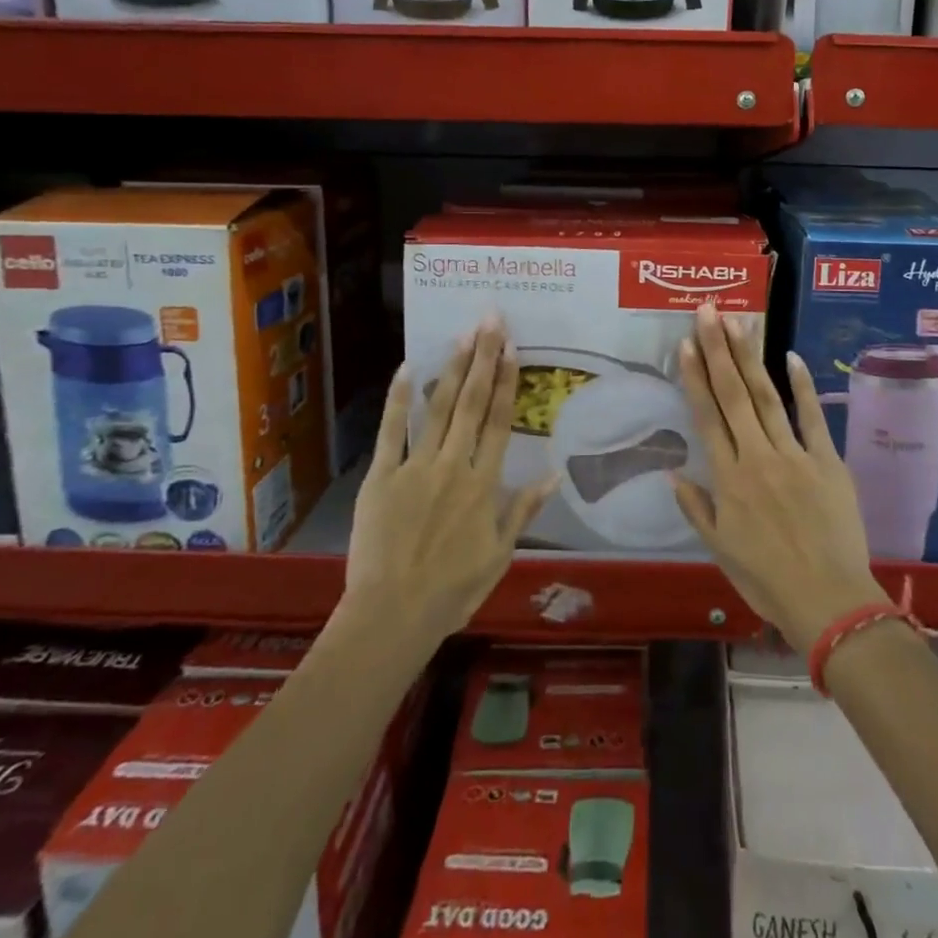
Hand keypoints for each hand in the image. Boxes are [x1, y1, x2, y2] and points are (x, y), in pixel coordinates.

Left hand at [340, 316, 555, 650]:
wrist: (392, 616)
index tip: (513, 348)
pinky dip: (399, 399)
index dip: (508, 382)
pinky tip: (408, 367)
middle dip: (484, 359)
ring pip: (439, 409)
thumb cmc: (452, 590)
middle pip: (473, 404)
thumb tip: (555, 475)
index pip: (501, 423)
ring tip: (464, 335)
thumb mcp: (499, 555)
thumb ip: (523, 511)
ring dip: (453, 369)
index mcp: (484, 484)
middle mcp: (454, 465)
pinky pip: (391, 432)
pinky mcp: (381, 477)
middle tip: (491, 321)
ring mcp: (415, 467)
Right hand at [673, 303, 885, 652]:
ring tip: (738, 323)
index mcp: (729, 479)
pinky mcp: (828, 461)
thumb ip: (696, 508)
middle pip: (734, 395)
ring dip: (750, 358)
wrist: (829, 601)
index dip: (695, 377)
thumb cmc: (767, 580)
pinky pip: (813, 417)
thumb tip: (671, 474)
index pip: (707, 417)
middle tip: (708, 311)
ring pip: (768, 397)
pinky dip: (803, 387)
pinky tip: (791, 356)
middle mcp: (757, 457)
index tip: (686, 344)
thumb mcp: (720, 550)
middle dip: (718, 351)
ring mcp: (795, 455)